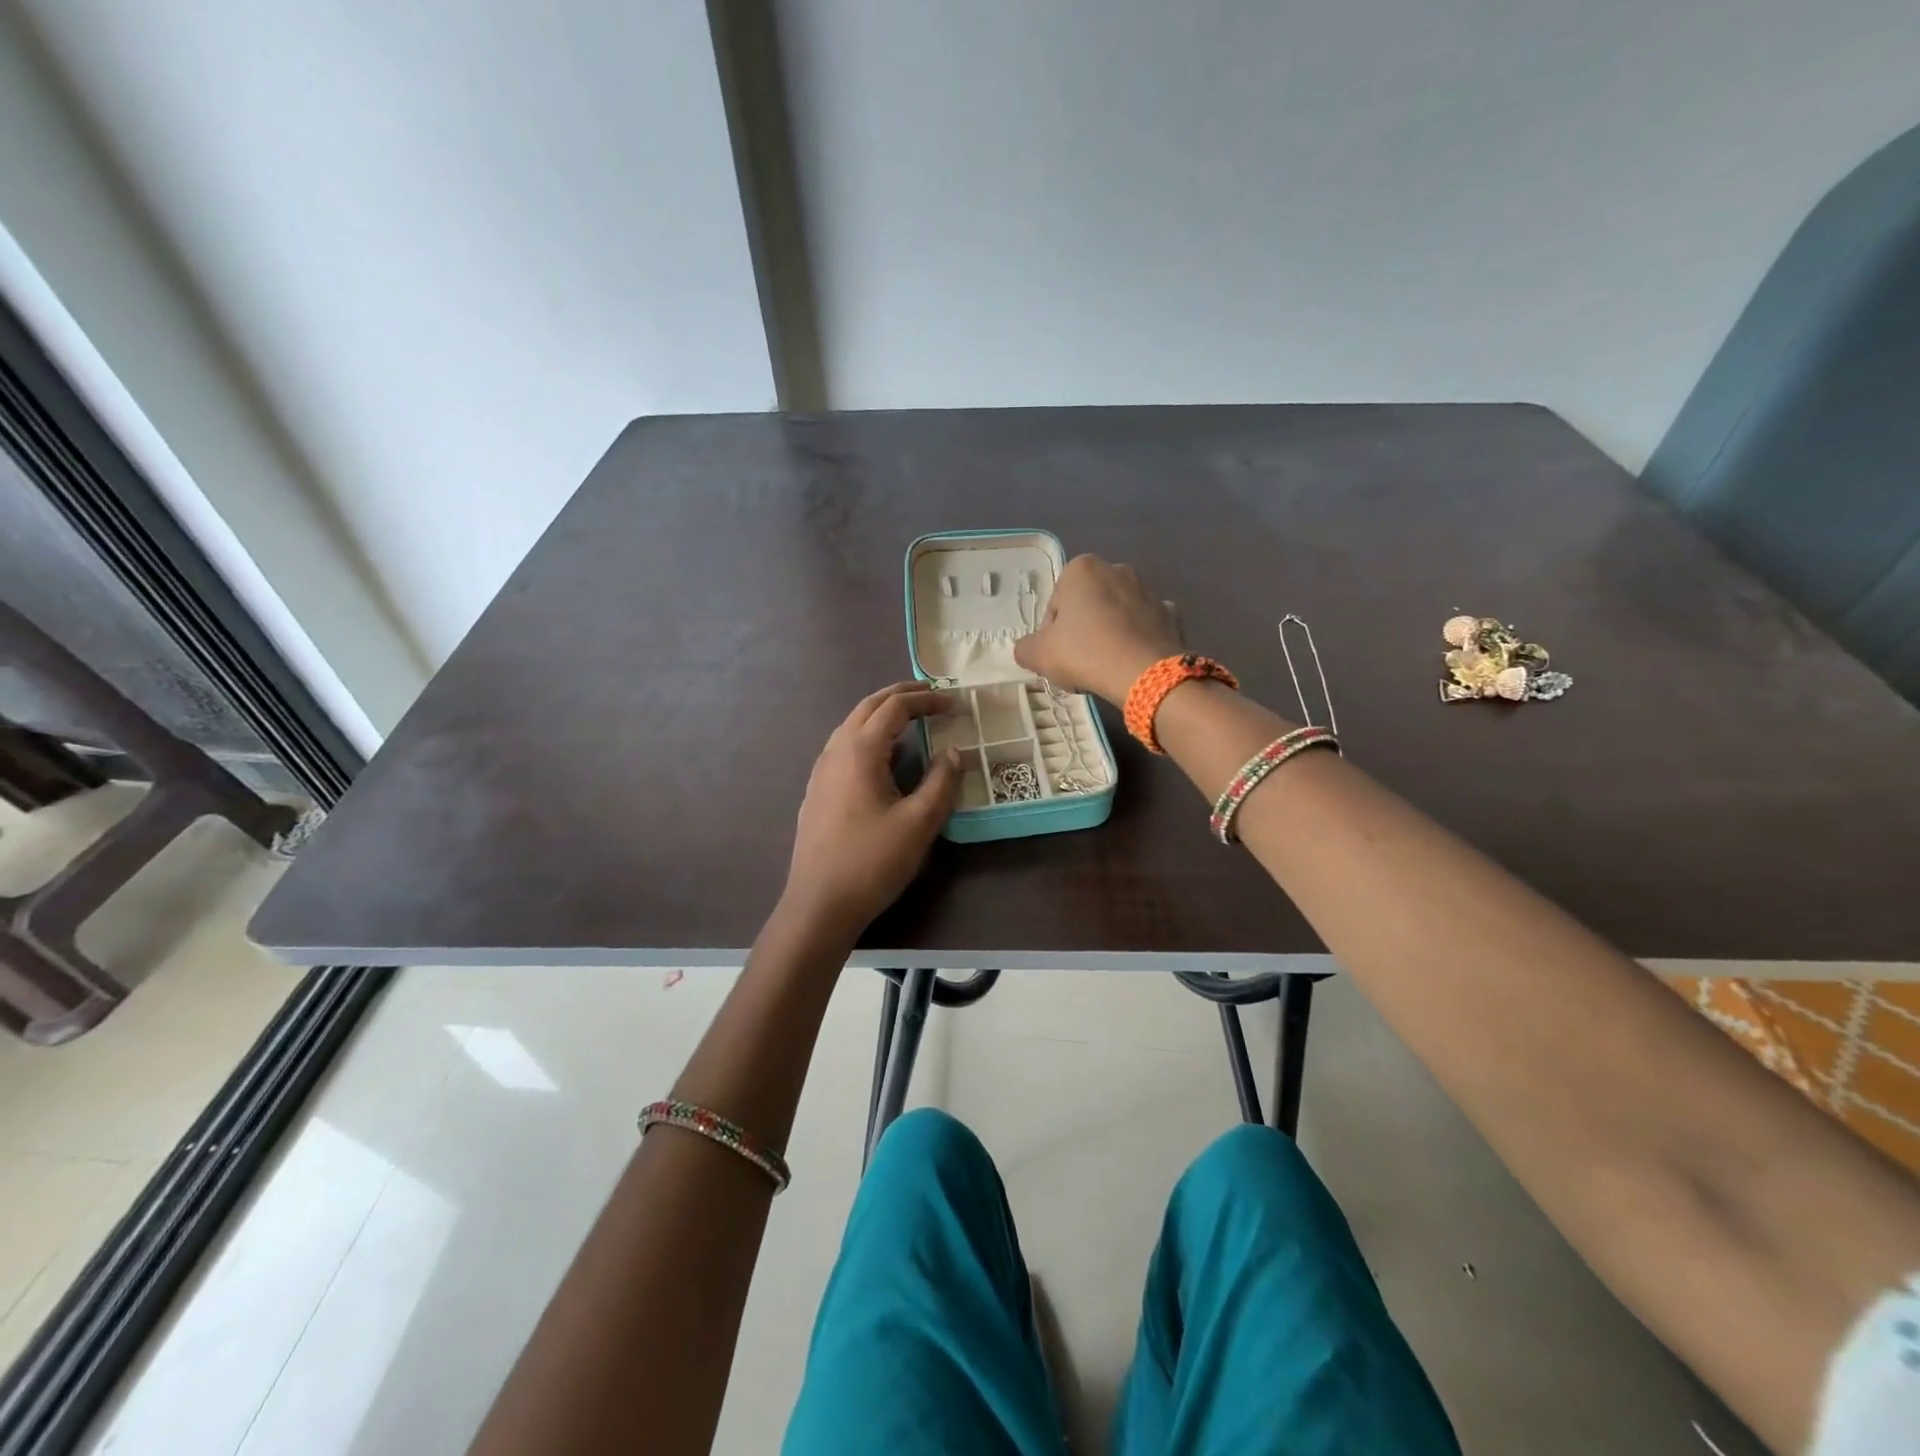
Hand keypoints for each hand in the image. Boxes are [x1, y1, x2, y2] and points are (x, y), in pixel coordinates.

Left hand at [783, 682, 962, 936]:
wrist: (819, 904)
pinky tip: (884, 758)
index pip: (895, 707)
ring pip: (852, 726)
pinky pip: (844, 747)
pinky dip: (869, 736)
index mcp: (860, 751)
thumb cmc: (872, 861)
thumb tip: (954, 752)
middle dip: (901, 695)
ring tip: (911, 720)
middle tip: (932, 695)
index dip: (926, 699)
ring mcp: (821, 771)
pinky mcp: (817, 791)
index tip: (954, 702)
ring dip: (882, 715)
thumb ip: (942, 781)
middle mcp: (835, 751)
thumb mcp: (919, 822)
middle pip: (868, 707)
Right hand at [1013, 555, 1182, 703]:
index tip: (1058, 656)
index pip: (1056, 605)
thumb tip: (1029, 649)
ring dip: (1109, 634)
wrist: (1145, 674)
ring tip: (1106, 667)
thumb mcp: (1038, 655)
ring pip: (1117, 615)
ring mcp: (1149, 590)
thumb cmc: (1085, 653)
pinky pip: (1144, 627)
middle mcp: (1117, 569)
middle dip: (1082, 630)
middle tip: (1080, 662)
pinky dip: (1137, 640)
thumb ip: (1025, 648)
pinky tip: (1131, 663)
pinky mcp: (1171, 613)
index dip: (1052, 634)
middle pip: (1088, 606)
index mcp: (1081, 568)